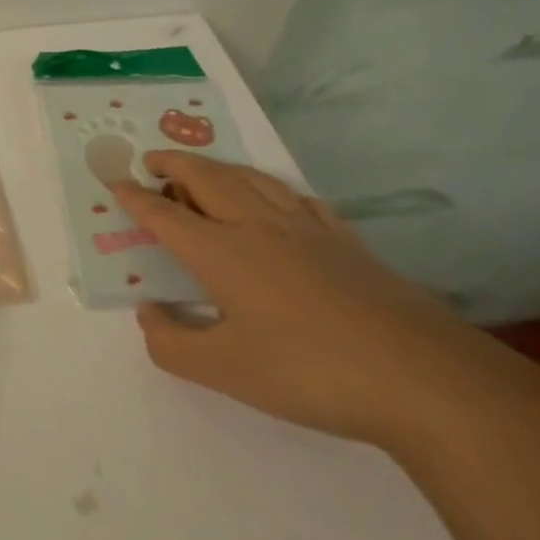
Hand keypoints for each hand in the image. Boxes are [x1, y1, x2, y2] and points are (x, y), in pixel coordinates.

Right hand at [111, 152, 517, 450]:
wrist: (424, 380)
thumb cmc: (309, 372)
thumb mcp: (223, 370)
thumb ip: (171, 343)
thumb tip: (150, 314)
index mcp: (220, 252)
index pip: (164, 215)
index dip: (135, 198)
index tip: (114, 184)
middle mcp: (257, 227)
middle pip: (206, 178)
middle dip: (173, 163)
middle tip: (152, 159)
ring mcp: (307, 231)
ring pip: (252, 179)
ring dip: (218, 167)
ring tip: (202, 170)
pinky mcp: (347, 244)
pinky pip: (297, 199)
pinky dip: (271, 188)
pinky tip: (276, 200)